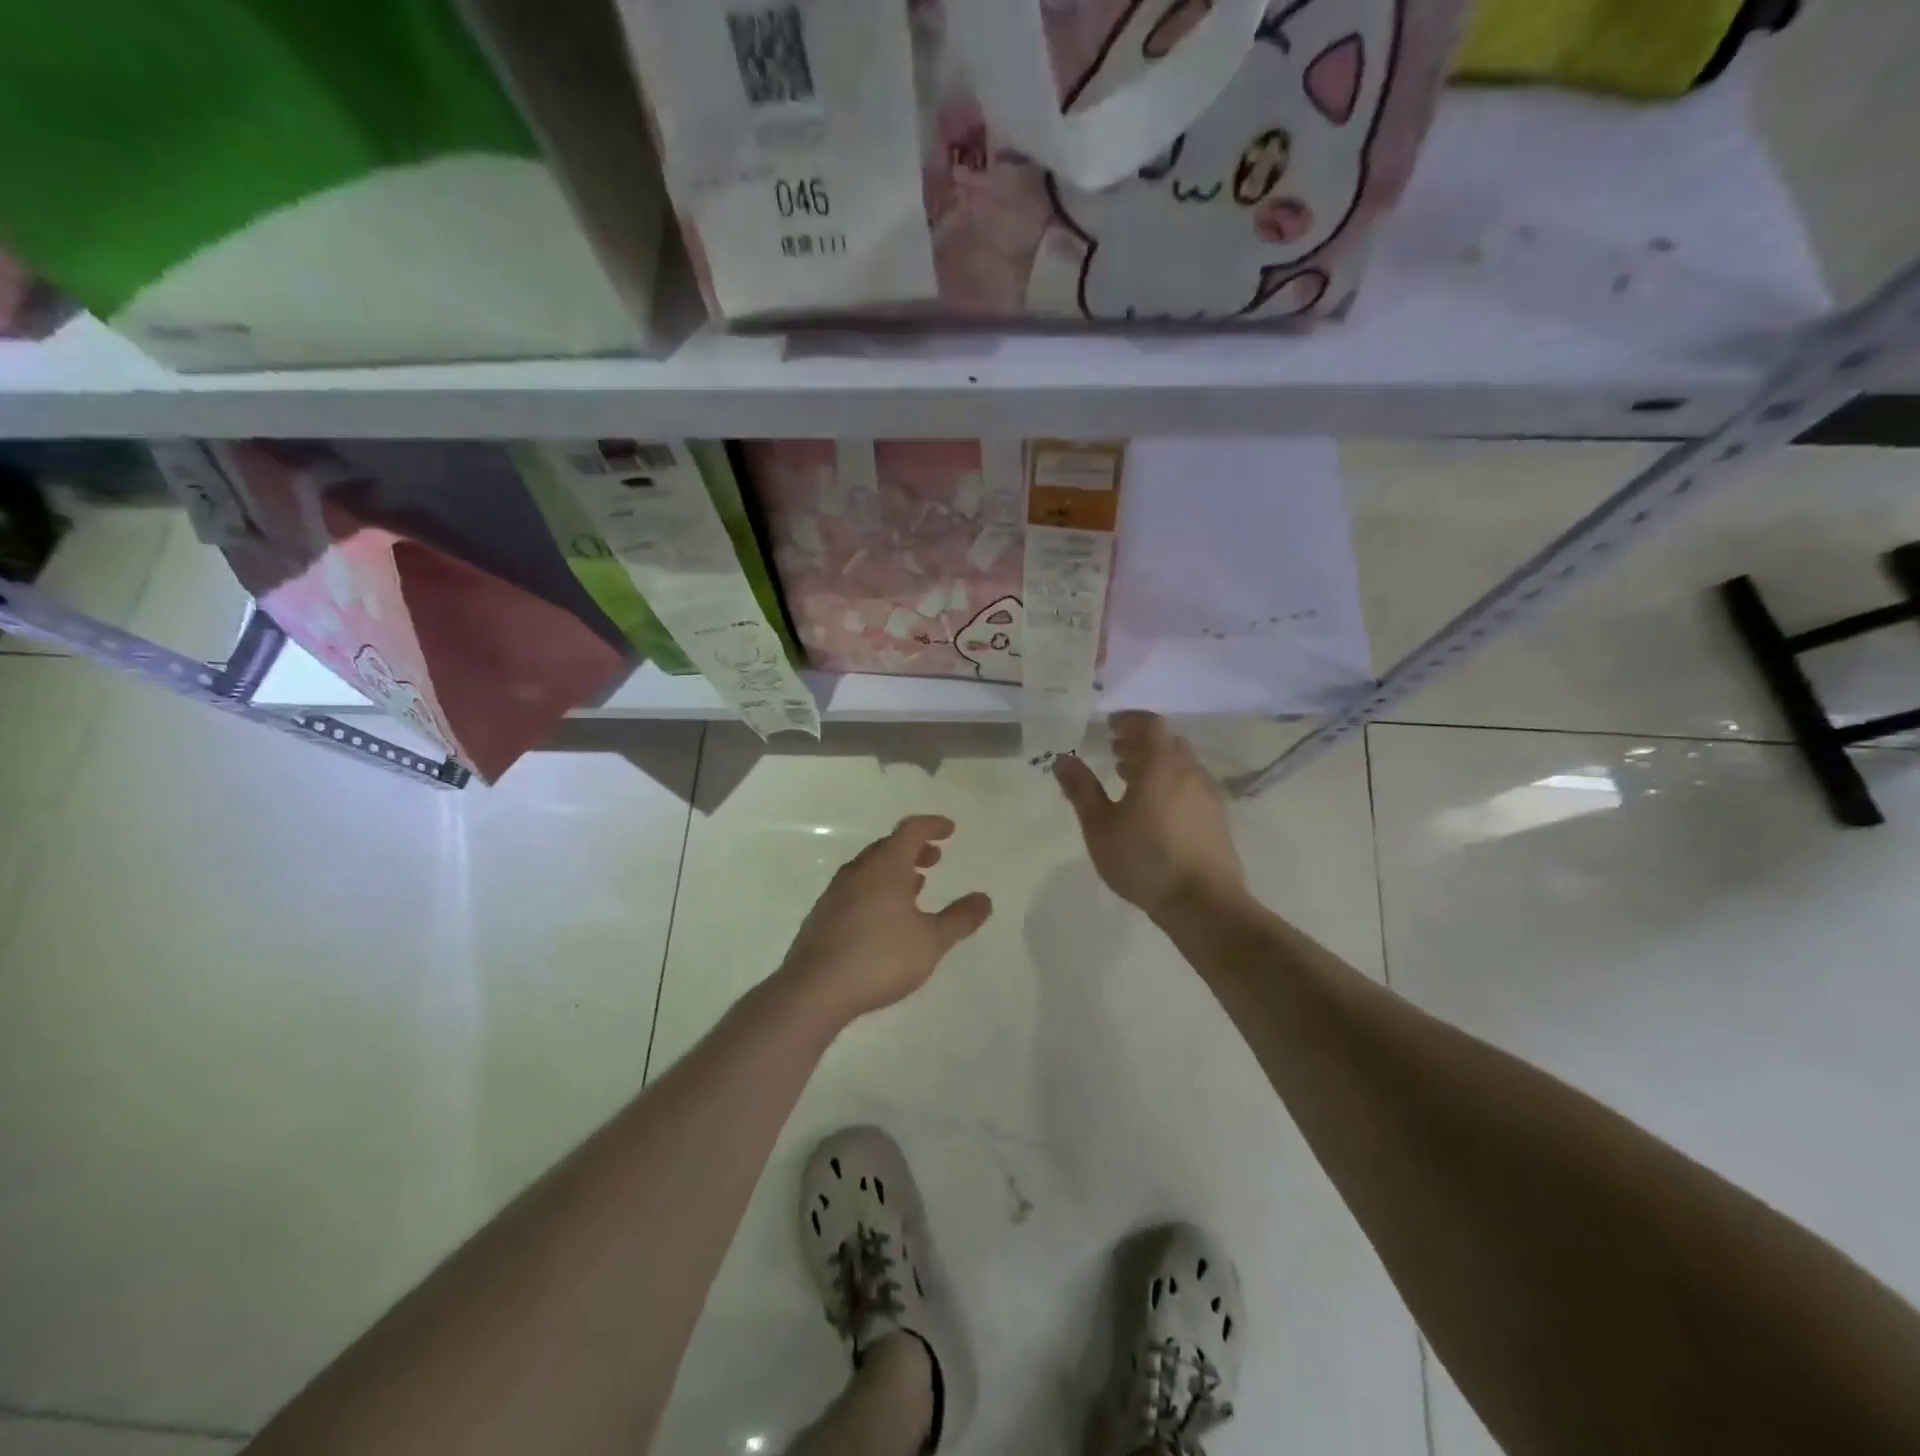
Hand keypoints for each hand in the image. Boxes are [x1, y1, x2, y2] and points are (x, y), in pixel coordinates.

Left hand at [778, 815, 993, 1023]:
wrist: (814, 989)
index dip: (932, 826)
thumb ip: (959, 919)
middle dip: (914, 848)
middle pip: (888, 847)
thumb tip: (984, 899)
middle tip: (934, 859)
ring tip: (915, 887)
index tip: (949, 830)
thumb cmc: (880, 958)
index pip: (910, 831)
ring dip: (895, 870)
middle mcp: (858, 872)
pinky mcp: (822, 916)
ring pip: (870, 868)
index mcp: (885, 868)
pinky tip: (884, 916)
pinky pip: (856, 888)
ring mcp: (835, 893)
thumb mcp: (931, 942)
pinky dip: (877, 888)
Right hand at [1053, 712, 1246, 921]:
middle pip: (1166, 742)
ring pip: (1180, 764)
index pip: (1149, 724)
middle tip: (1113, 752)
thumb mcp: (1100, 827)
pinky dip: (1169, 782)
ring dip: (1154, 763)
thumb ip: (1081, 789)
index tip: (1108, 726)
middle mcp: (1190, 771)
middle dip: (1139, 742)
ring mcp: (1207, 795)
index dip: (1128, 720)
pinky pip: (1189, 784)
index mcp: (1162, 765)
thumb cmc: (1145, 860)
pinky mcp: (1216, 818)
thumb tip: (1063, 758)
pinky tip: (1152, 808)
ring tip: (1127, 778)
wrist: (1204, 904)